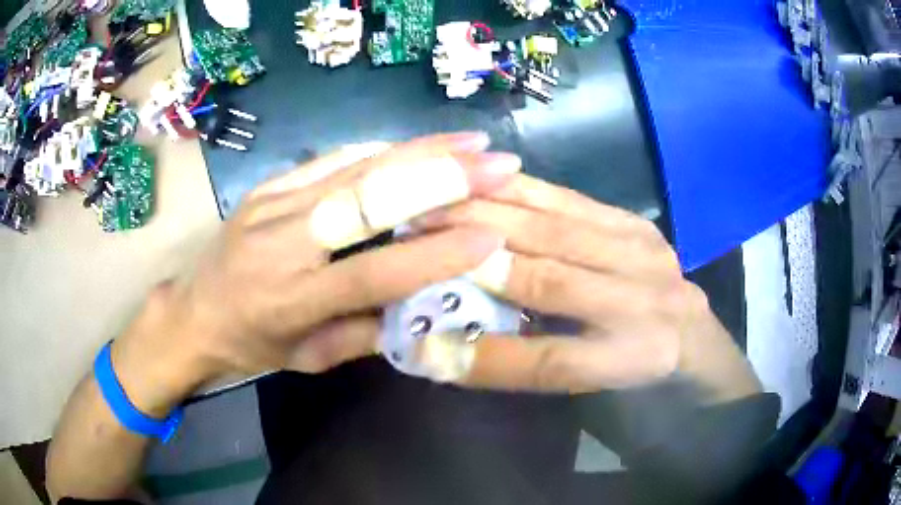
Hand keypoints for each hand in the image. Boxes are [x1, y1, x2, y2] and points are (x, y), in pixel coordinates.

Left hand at [111, 133, 521, 414]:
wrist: (190, 312)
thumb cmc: (249, 346)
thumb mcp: (306, 359)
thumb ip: (364, 333)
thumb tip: (423, 307)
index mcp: (292, 299)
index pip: (375, 272)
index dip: (436, 254)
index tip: (493, 235)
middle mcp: (282, 241)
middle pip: (368, 198)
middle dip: (440, 176)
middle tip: (497, 162)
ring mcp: (272, 202)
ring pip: (355, 165)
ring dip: (419, 149)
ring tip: (471, 142)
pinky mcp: (269, 184)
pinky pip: (333, 158)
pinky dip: (382, 149)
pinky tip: (419, 143)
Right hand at [414, 174, 760, 400]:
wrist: (704, 354)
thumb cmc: (652, 392)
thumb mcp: (601, 400)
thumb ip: (538, 369)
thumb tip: (458, 349)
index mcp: (646, 357)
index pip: (550, 358)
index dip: (483, 356)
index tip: (421, 346)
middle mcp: (653, 298)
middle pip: (551, 276)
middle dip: (474, 257)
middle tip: (410, 237)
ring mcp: (649, 252)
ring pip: (558, 227)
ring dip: (490, 212)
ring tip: (435, 198)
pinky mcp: (639, 226)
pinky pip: (573, 201)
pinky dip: (524, 190)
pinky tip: (484, 175)